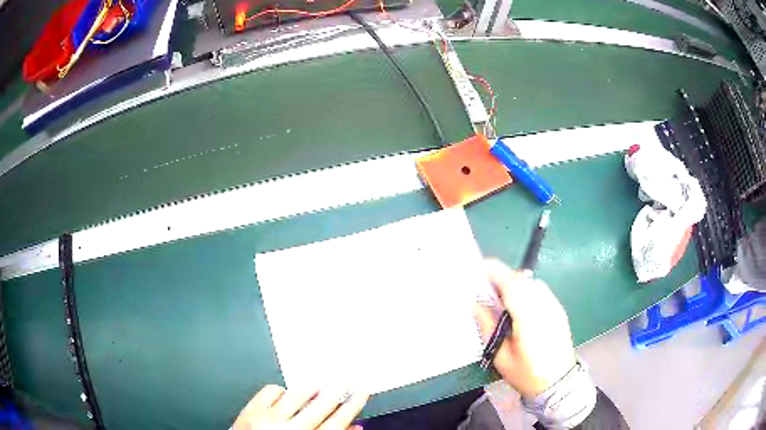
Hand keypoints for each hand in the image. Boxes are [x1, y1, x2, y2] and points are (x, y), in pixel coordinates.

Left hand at [232, 385, 368, 429]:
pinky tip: (284, 396)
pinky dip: (280, 391)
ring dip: (310, 389)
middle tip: (347, 377)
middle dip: (337, 390)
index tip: (363, 392)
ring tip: (318, 385)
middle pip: (320, 406)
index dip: (352, 406)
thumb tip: (356, 426)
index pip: (337, 423)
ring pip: (296, 394)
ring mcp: (269, 418)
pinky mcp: (251, 409)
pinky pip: (271, 390)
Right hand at [474, 259, 576, 397]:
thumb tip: (474, 303)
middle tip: (485, 288)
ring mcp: (554, 306)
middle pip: (522, 280)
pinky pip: (540, 290)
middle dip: (502, 277)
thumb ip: (488, 326)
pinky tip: (520, 305)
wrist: (558, 382)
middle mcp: (544, 306)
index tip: (479, 268)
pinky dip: (526, 290)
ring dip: (515, 283)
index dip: (495, 272)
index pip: (512, 284)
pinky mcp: (559, 309)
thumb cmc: (526, 374)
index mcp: (529, 319)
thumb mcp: (501, 356)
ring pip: (532, 282)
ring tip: (501, 298)